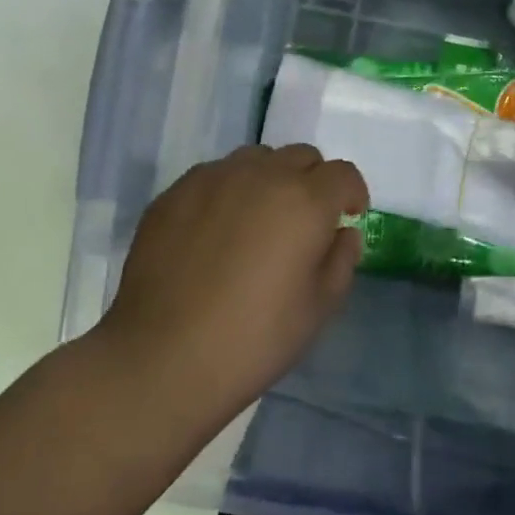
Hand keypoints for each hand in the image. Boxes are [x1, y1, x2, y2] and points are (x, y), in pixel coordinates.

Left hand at [97, 144, 367, 427]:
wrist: (162, 358)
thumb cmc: (254, 338)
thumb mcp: (319, 308)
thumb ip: (341, 260)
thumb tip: (341, 233)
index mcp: (305, 200)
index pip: (343, 174)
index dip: (351, 194)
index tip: (347, 218)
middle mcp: (261, 175)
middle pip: (300, 156)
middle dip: (312, 181)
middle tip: (303, 222)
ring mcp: (212, 179)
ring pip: (255, 159)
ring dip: (269, 179)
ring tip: (257, 221)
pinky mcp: (174, 193)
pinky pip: (214, 176)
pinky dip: (227, 192)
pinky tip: (215, 232)